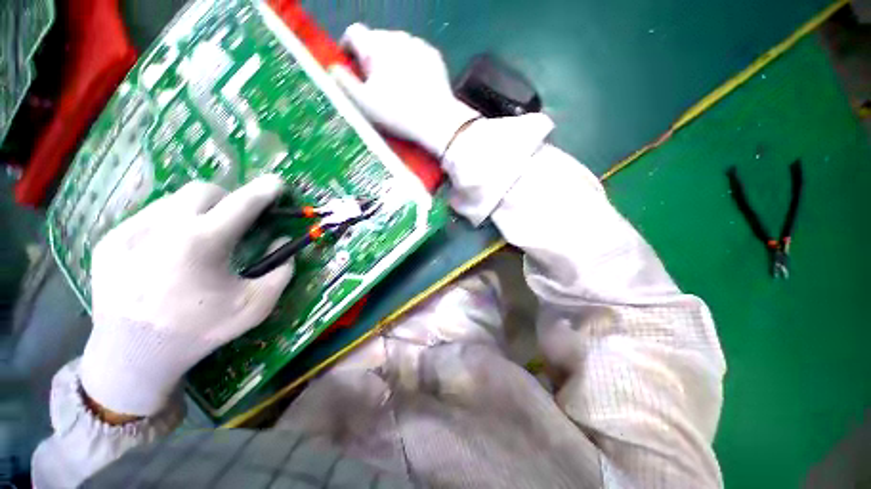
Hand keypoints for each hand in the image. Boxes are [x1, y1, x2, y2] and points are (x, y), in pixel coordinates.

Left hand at [79, 175, 294, 416]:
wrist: (134, 356)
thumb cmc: (200, 331)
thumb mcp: (256, 306)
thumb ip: (281, 271)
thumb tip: (283, 240)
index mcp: (202, 244)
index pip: (242, 203)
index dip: (264, 190)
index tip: (277, 183)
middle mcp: (163, 227)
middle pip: (204, 190)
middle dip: (227, 198)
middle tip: (234, 220)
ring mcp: (130, 231)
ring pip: (174, 201)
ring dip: (197, 211)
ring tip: (200, 239)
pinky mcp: (109, 241)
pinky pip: (149, 217)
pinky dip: (170, 225)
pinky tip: (169, 252)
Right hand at [330, 23, 479, 157]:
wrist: (437, 121)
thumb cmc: (397, 114)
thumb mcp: (364, 103)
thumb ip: (344, 82)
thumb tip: (333, 67)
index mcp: (375, 46)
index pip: (354, 33)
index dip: (348, 47)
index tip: (351, 65)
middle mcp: (396, 37)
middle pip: (376, 39)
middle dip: (371, 56)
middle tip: (375, 82)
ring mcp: (418, 44)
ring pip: (397, 45)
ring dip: (391, 58)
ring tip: (396, 84)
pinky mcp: (434, 55)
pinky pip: (416, 53)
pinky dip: (410, 63)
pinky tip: (414, 83)